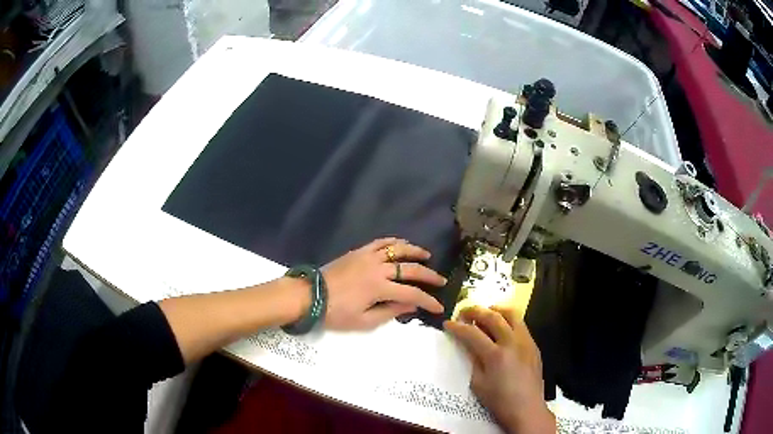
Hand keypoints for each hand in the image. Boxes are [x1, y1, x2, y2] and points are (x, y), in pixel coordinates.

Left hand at [321, 237, 445, 329]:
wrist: (310, 295)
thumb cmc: (336, 313)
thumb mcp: (364, 321)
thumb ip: (390, 312)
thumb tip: (411, 305)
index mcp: (380, 288)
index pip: (412, 293)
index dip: (428, 301)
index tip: (439, 307)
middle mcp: (378, 268)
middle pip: (410, 269)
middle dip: (429, 275)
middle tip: (441, 280)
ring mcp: (368, 256)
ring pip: (398, 249)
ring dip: (415, 252)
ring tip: (427, 256)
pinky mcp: (359, 251)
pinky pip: (381, 242)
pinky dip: (394, 242)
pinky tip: (402, 244)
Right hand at [444, 306, 554, 433]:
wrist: (527, 409)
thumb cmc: (499, 400)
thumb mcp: (478, 383)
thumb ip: (473, 360)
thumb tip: (467, 344)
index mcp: (495, 355)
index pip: (472, 334)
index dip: (457, 327)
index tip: (447, 324)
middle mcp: (512, 343)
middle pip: (493, 317)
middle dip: (475, 311)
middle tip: (464, 312)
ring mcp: (526, 342)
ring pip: (512, 315)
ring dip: (496, 310)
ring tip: (485, 313)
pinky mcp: (534, 345)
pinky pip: (521, 325)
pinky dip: (509, 321)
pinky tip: (502, 329)